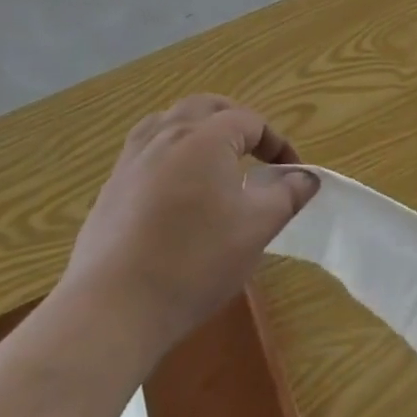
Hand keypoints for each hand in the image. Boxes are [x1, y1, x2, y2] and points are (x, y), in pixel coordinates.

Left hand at [63, 95, 317, 354]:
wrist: (113, 309)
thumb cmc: (195, 262)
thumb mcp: (256, 229)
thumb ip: (287, 195)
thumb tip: (307, 177)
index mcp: (206, 138)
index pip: (250, 121)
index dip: (277, 142)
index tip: (292, 172)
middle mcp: (166, 135)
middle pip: (206, 107)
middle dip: (235, 120)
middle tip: (255, 150)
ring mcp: (132, 160)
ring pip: (168, 121)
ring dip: (197, 128)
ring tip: (212, 155)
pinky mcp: (110, 188)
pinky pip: (144, 149)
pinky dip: (168, 151)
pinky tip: (173, 185)